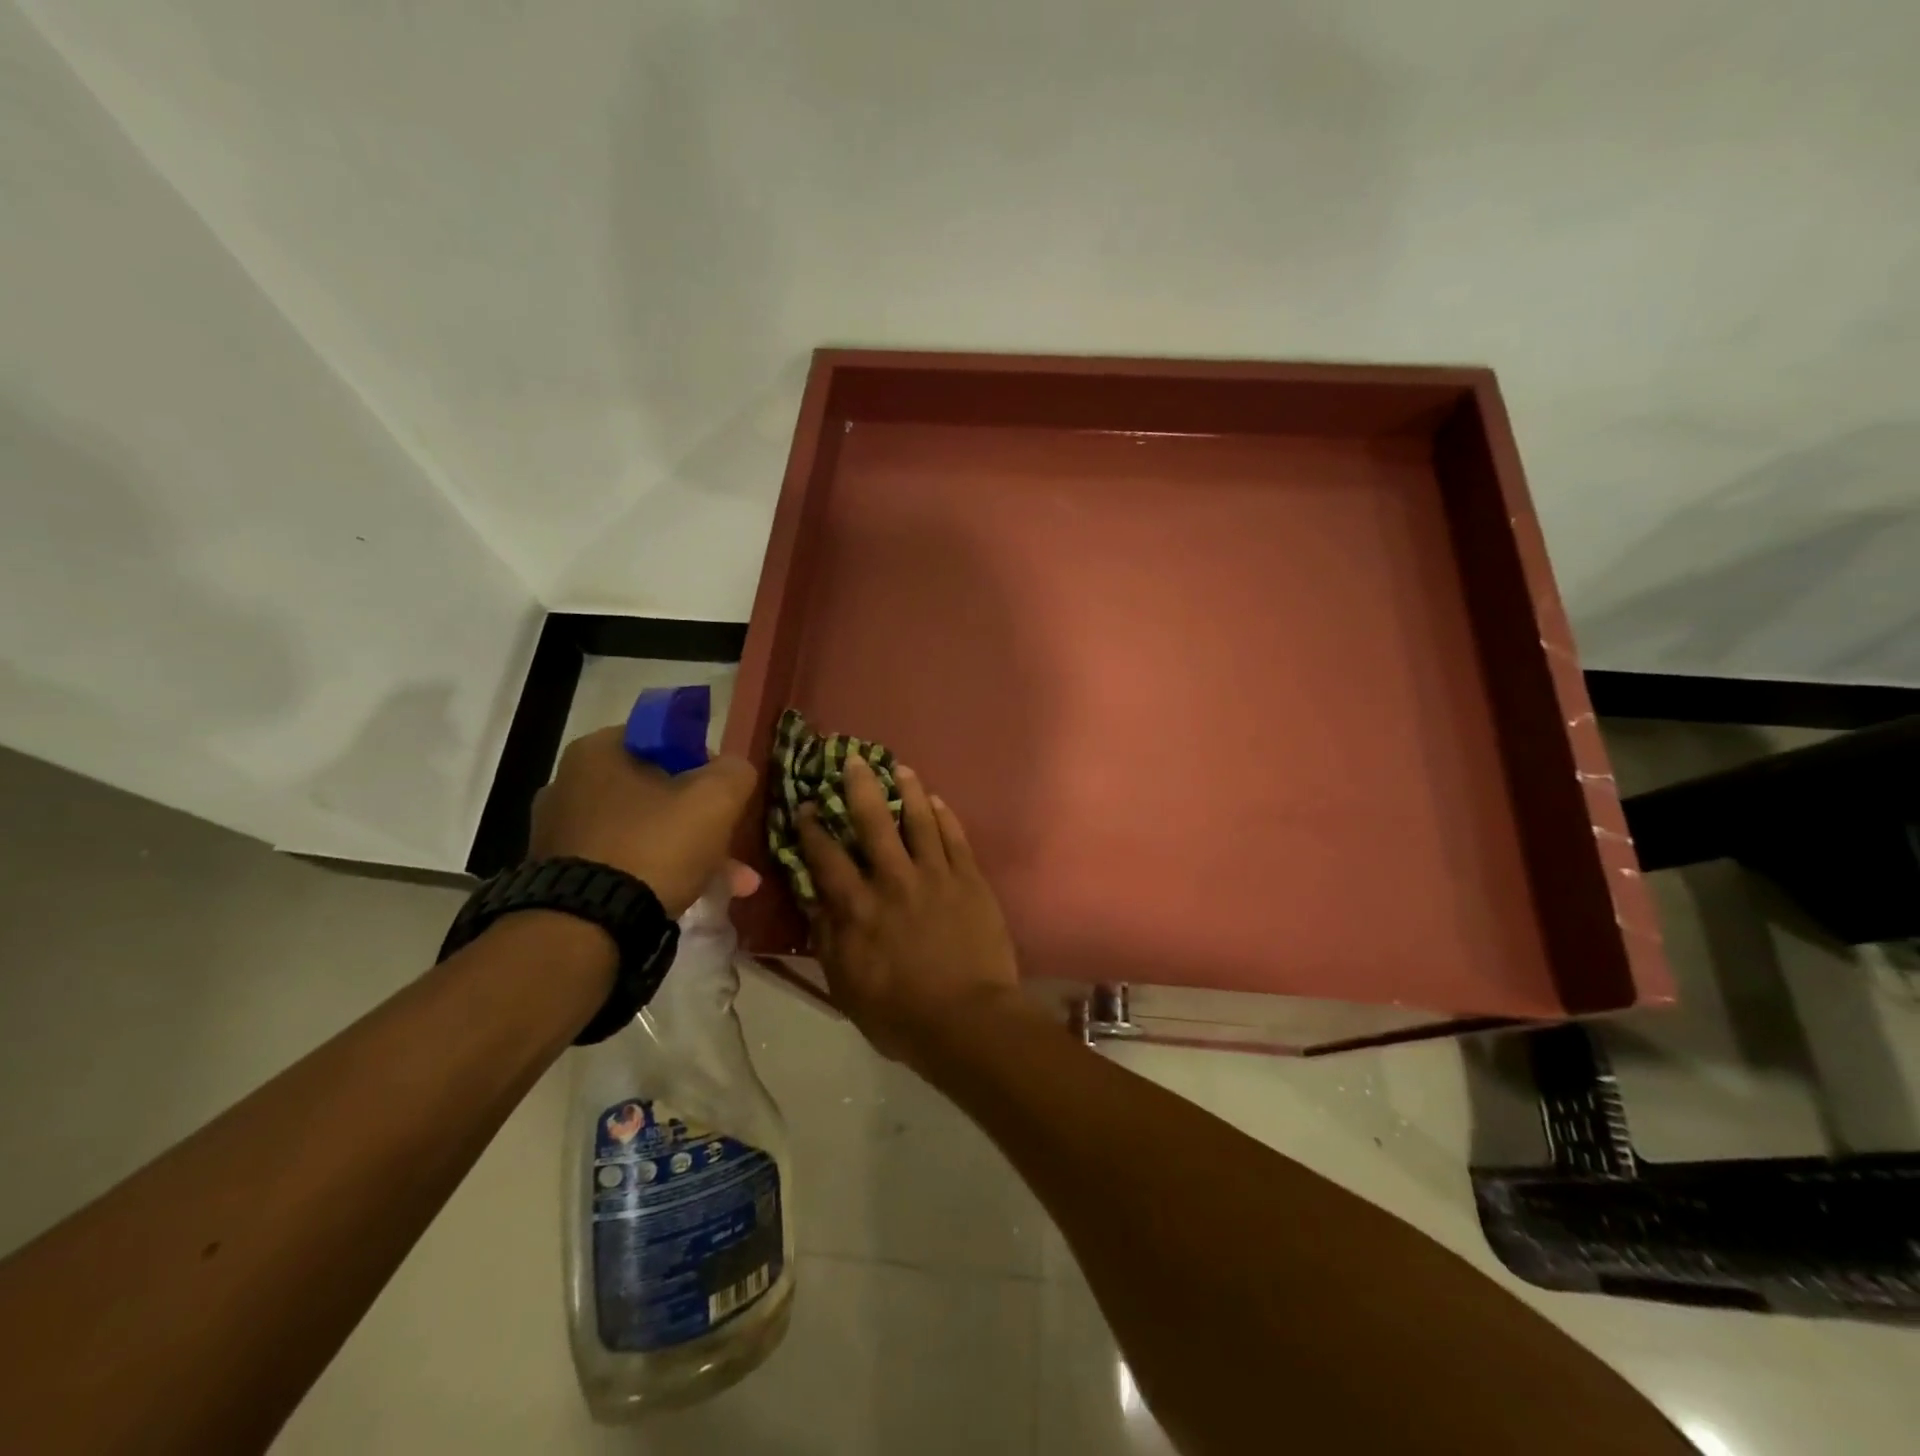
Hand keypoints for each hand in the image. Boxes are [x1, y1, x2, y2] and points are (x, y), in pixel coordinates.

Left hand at [530, 726, 760, 916]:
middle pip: (657, 790)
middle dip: (701, 819)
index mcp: (598, 751)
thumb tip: (733, 770)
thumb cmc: (654, 845)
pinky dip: (656, 874)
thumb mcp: (715, 799)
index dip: (703, 763)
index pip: (665, 739)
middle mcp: (569, 783)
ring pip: (644, 831)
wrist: (586, 928)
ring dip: (687, 852)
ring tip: (729, 884)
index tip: (724, 794)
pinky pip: (622, 862)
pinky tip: (689, 897)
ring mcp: (559, 832)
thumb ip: (735, 771)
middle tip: (732, 847)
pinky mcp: (560, 874)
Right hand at [797, 755, 1024, 1064]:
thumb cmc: (900, 1014)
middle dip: (860, 787)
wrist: (968, 1020)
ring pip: (920, 820)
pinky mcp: (969, 880)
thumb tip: (812, 898)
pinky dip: (945, 816)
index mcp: (859, 908)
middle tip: (854, 760)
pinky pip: (955, 838)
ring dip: (908, 791)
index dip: (812, 829)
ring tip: (901, 768)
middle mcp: (894, 881)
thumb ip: (828, 938)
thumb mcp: (846, 985)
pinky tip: (938, 801)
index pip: (827, 858)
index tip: (804, 805)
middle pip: (873, 823)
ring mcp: (936, 876)